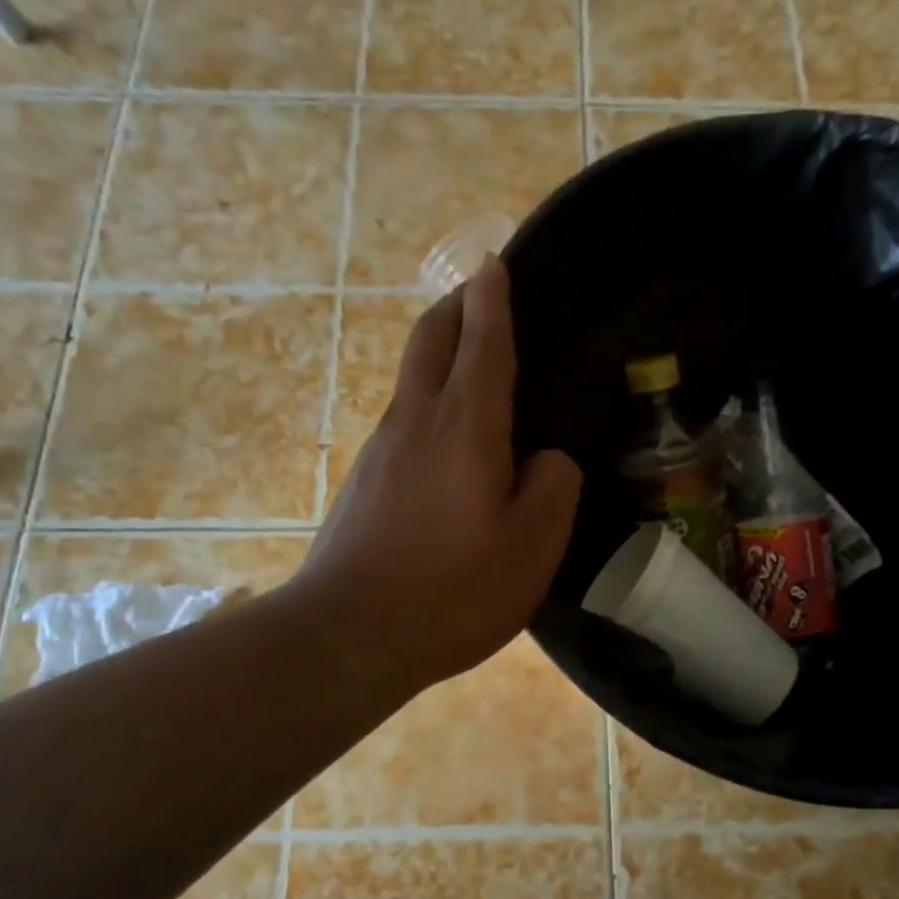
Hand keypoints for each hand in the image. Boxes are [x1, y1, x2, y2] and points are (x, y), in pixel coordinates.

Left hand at [293, 257, 582, 696]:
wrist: (346, 635)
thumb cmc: (451, 591)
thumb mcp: (532, 547)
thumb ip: (552, 488)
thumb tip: (547, 459)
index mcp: (464, 426)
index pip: (482, 341)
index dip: (492, 299)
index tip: (495, 263)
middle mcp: (414, 421)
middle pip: (429, 339)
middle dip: (454, 306)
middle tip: (481, 293)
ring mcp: (379, 450)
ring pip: (411, 379)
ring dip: (438, 354)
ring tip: (474, 365)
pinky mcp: (362, 482)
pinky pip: (402, 420)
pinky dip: (428, 402)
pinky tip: (448, 442)